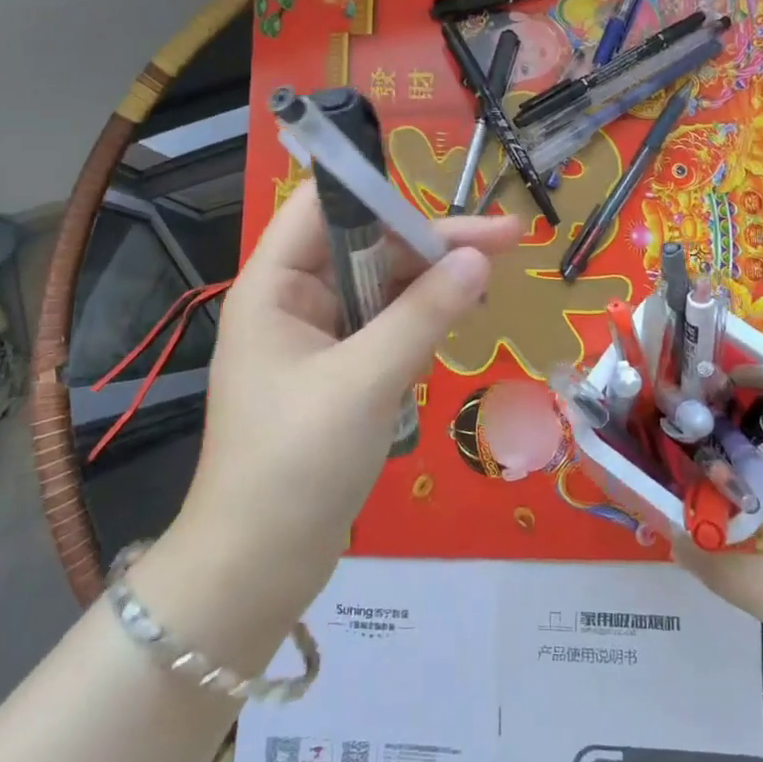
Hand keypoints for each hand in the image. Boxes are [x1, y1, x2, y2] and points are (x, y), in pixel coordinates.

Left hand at [168, 182, 519, 629]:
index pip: (323, 205)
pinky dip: (418, 327)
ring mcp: (314, 341)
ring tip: (491, 281)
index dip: (382, 193)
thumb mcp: (364, 382)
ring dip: (429, 287)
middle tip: (506, 241)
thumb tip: (478, 259)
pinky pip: (382, 331)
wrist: (256, 568)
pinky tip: (453, 329)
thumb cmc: (296, 465)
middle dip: (430, 245)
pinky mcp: (336, 377)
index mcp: (274, 286)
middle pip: (364, 246)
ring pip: (379, 291)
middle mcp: (292, 302)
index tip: (446, 202)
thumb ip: (422, 315)